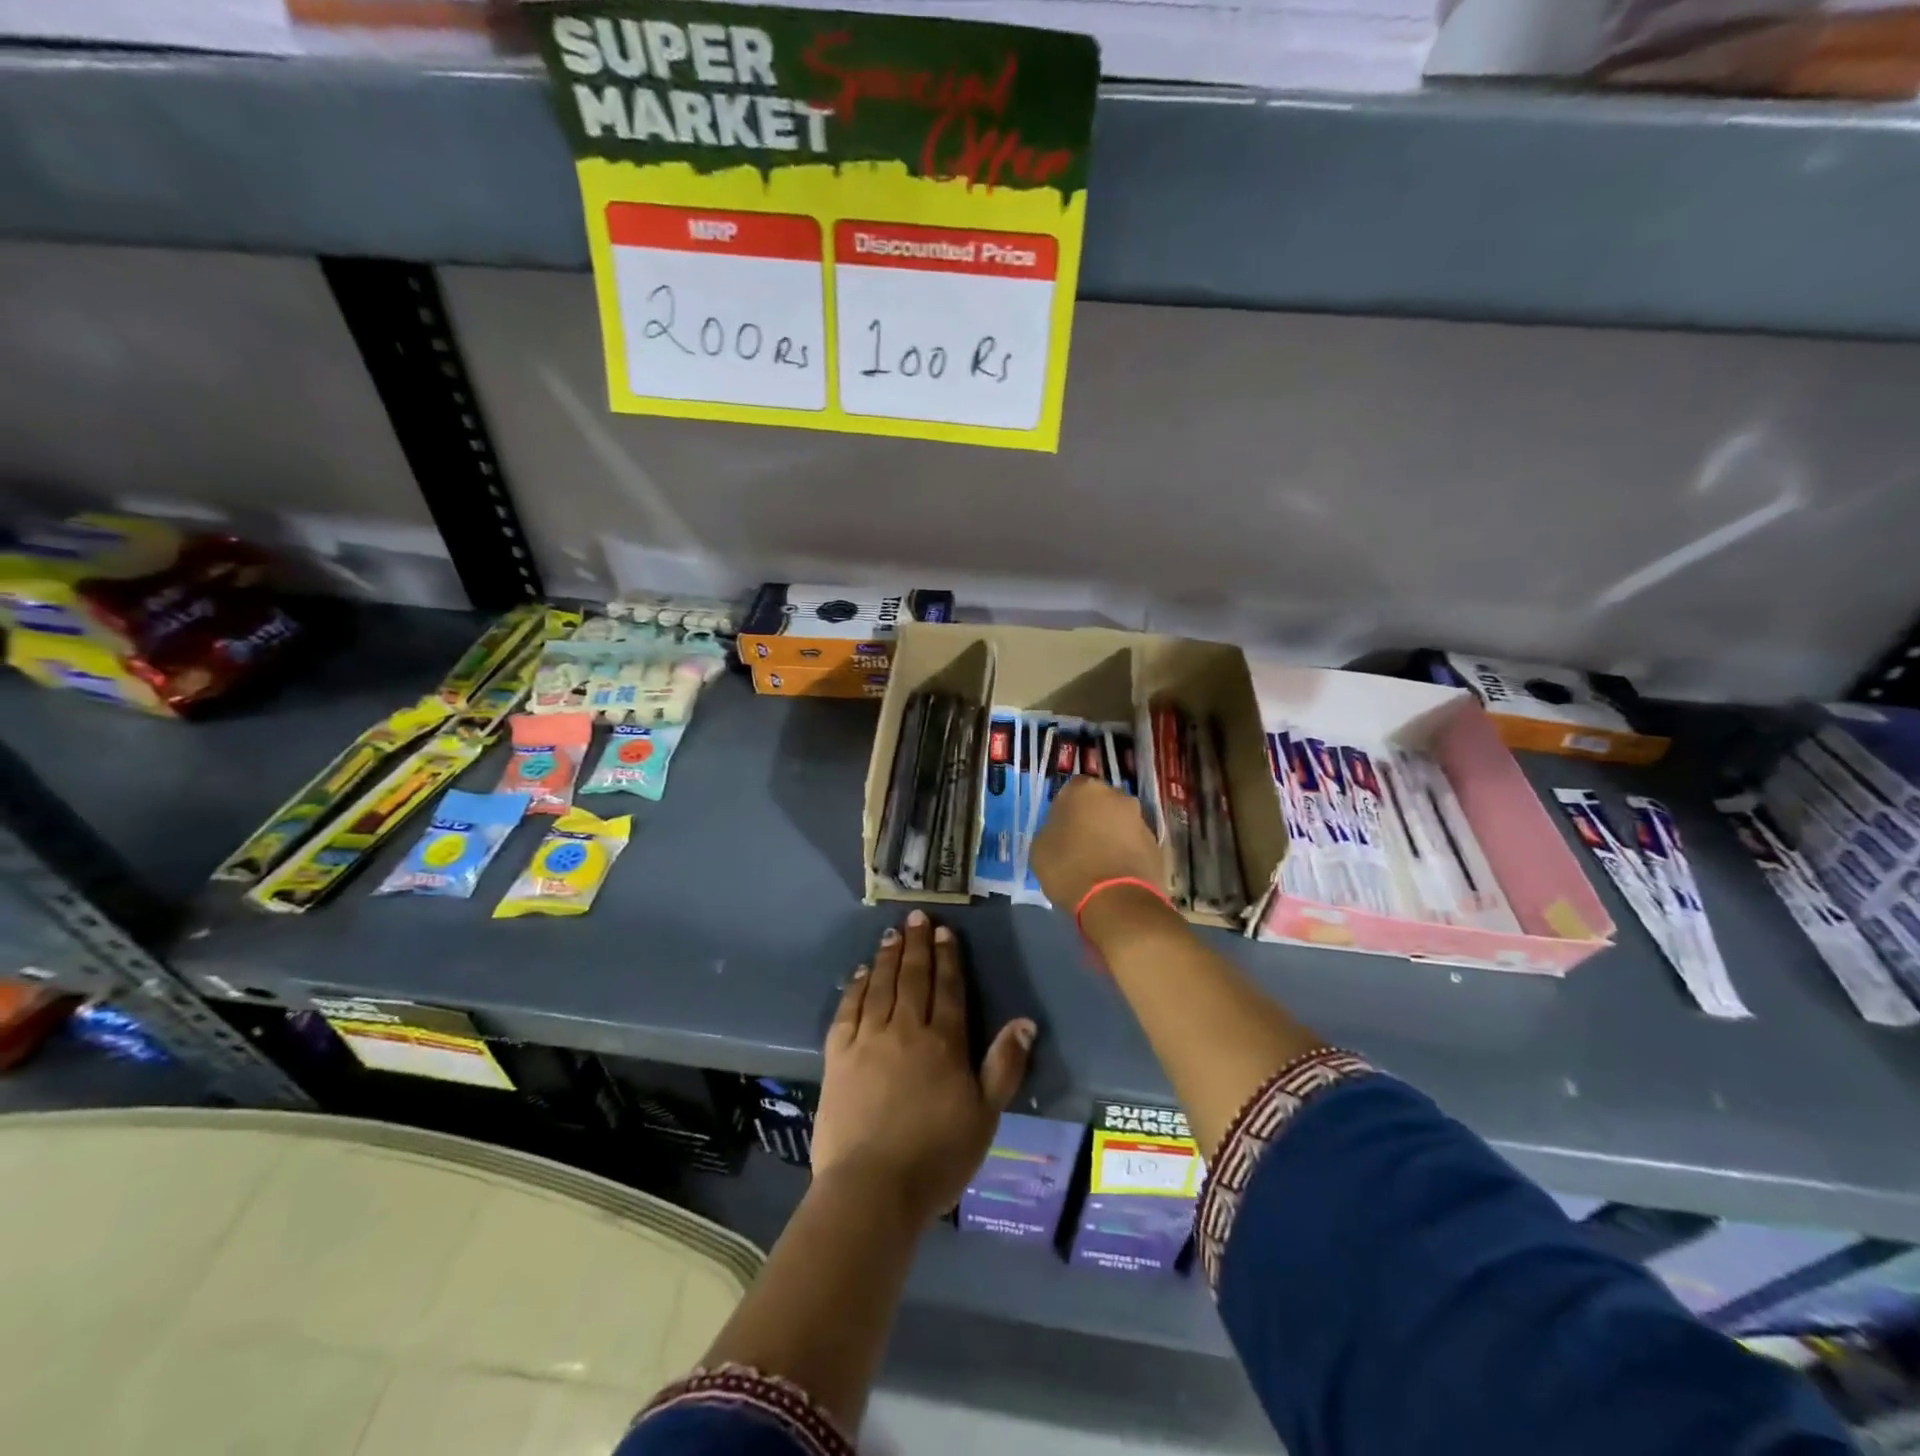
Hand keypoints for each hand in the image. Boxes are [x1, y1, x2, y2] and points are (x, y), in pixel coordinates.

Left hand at [813, 910, 1035, 1224]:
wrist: (872, 1189)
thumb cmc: (937, 1157)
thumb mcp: (985, 1116)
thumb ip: (1004, 1066)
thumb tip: (1024, 1021)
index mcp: (944, 1043)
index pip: (947, 988)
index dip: (947, 957)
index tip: (943, 930)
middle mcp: (906, 1030)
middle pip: (913, 978)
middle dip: (917, 945)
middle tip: (916, 917)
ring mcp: (868, 1039)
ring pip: (881, 986)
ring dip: (887, 957)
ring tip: (891, 933)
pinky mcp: (838, 1055)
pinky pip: (848, 1009)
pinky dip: (855, 987)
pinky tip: (859, 973)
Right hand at [1030, 776, 1166, 912]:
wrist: (1117, 901)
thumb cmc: (1069, 868)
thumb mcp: (1040, 848)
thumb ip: (1051, 829)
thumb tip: (1062, 830)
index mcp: (1084, 789)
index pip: (1070, 790)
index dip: (1064, 809)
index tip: (1059, 829)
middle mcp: (1117, 796)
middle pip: (1099, 803)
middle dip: (1091, 818)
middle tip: (1079, 844)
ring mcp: (1141, 820)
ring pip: (1119, 823)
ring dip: (1110, 836)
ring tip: (1098, 864)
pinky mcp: (1156, 845)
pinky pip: (1134, 844)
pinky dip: (1125, 854)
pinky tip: (1115, 875)